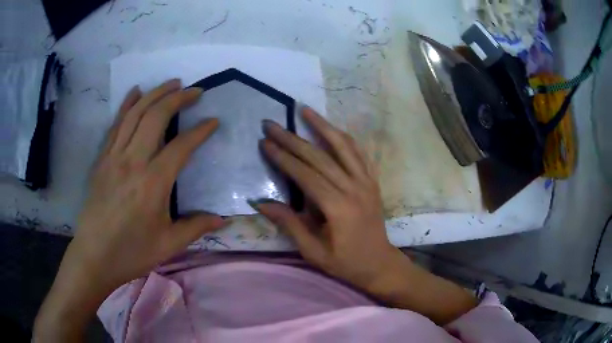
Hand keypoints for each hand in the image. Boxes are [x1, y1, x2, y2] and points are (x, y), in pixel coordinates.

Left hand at [35, 79, 225, 341]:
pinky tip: (136, 91)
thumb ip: (196, 227)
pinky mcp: (102, 159)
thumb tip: (224, 219)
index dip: (201, 131)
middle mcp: (133, 161)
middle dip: (178, 98)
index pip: (182, 146)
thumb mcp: (168, 245)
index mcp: (153, 183)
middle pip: (156, 117)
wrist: (94, 256)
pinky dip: (127, 104)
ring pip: (135, 114)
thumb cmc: (131, 253)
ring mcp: (114, 157)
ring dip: (155, 94)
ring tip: (172, 83)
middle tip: (195, 90)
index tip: (214, 121)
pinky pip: (116, 124)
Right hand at [254, 108, 475, 323]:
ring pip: (343, 146)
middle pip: (319, 156)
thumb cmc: (345, 262)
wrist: (379, 263)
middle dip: (293, 139)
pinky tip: (333, 128)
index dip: (283, 157)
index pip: (305, 175)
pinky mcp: (372, 181)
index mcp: (338, 207)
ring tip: (305, 109)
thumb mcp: (313, 251)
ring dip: (322, 125)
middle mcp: (354, 188)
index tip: (265, 142)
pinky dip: (345, 138)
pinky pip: (360, 153)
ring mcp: (366, 182)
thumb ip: (289, 224)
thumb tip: (261, 203)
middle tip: (272, 124)